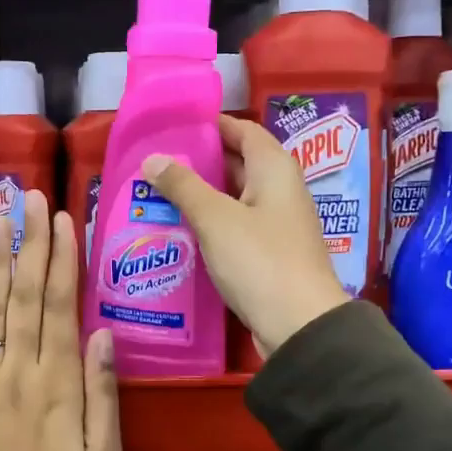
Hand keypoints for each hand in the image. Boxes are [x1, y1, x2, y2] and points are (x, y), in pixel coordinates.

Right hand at [140, 115, 348, 358]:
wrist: (299, 325)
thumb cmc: (259, 261)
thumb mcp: (215, 219)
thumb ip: (183, 186)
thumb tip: (153, 158)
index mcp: (274, 169)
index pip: (242, 130)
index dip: (211, 125)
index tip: (173, 126)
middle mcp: (280, 190)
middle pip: (237, 164)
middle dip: (198, 162)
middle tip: (154, 164)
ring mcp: (276, 225)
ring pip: (233, 199)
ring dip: (200, 196)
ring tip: (156, 195)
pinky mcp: (269, 254)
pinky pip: (235, 228)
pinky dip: (209, 225)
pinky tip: (178, 232)